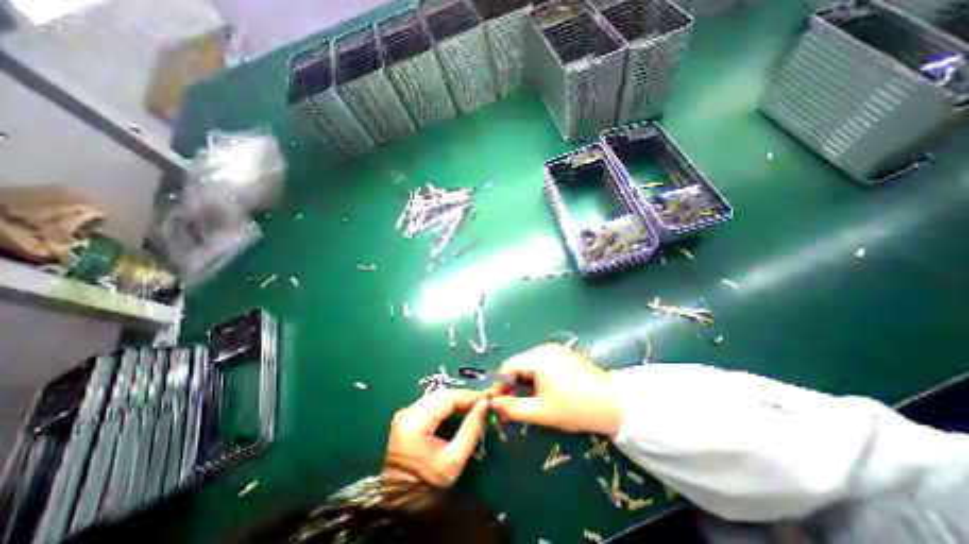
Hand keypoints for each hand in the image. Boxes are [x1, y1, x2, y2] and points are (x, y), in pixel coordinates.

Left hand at [379, 388, 487, 485]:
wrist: (400, 504)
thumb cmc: (428, 486)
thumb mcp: (454, 460)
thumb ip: (471, 429)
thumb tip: (484, 404)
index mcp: (415, 422)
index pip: (447, 398)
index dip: (469, 395)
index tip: (488, 396)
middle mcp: (407, 412)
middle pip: (441, 395)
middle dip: (464, 396)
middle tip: (483, 400)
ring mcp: (405, 414)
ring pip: (437, 397)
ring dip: (457, 400)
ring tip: (475, 404)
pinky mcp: (407, 418)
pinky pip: (431, 404)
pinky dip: (447, 405)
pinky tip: (460, 409)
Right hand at [488, 344, 623, 436]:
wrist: (614, 404)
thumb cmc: (574, 408)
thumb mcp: (540, 412)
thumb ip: (512, 408)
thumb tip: (493, 403)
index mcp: (536, 358)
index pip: (507, 367)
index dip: (499, 385)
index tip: (498, 404)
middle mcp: (543, 348)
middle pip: (518, 365)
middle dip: (511, 385)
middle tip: (511, 407)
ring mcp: (555, 350)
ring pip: (530, 365)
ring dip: (524, 382)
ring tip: (526, 402)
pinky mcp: (564, 355)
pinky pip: (542, 364)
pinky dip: (536, 377)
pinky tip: (542, 393)